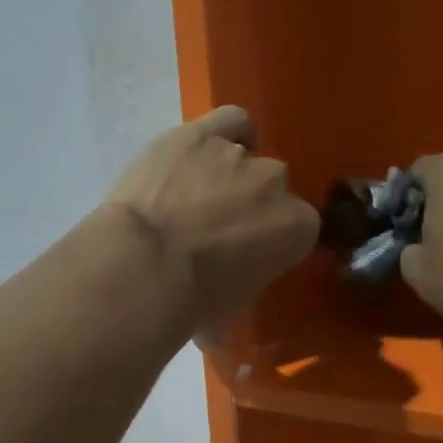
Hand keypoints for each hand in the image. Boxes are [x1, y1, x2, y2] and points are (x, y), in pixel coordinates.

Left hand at [106, 106, 318, 338]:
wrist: (144, 265)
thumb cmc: (192, 301)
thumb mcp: (229, 313)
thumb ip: (239, 297)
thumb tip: (217, 321)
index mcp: (297, 228)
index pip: (298, 229)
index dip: (272, 243)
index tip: (247, 258)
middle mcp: (275, 183)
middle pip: (271, 190)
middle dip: (249, 209)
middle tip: (215, 232)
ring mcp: (237, 154)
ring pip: (245, 156)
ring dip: (227, 176)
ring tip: (196, 196)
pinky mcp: (198, 135)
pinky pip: (228, 121)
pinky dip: (224, 131)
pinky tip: (207, 148)